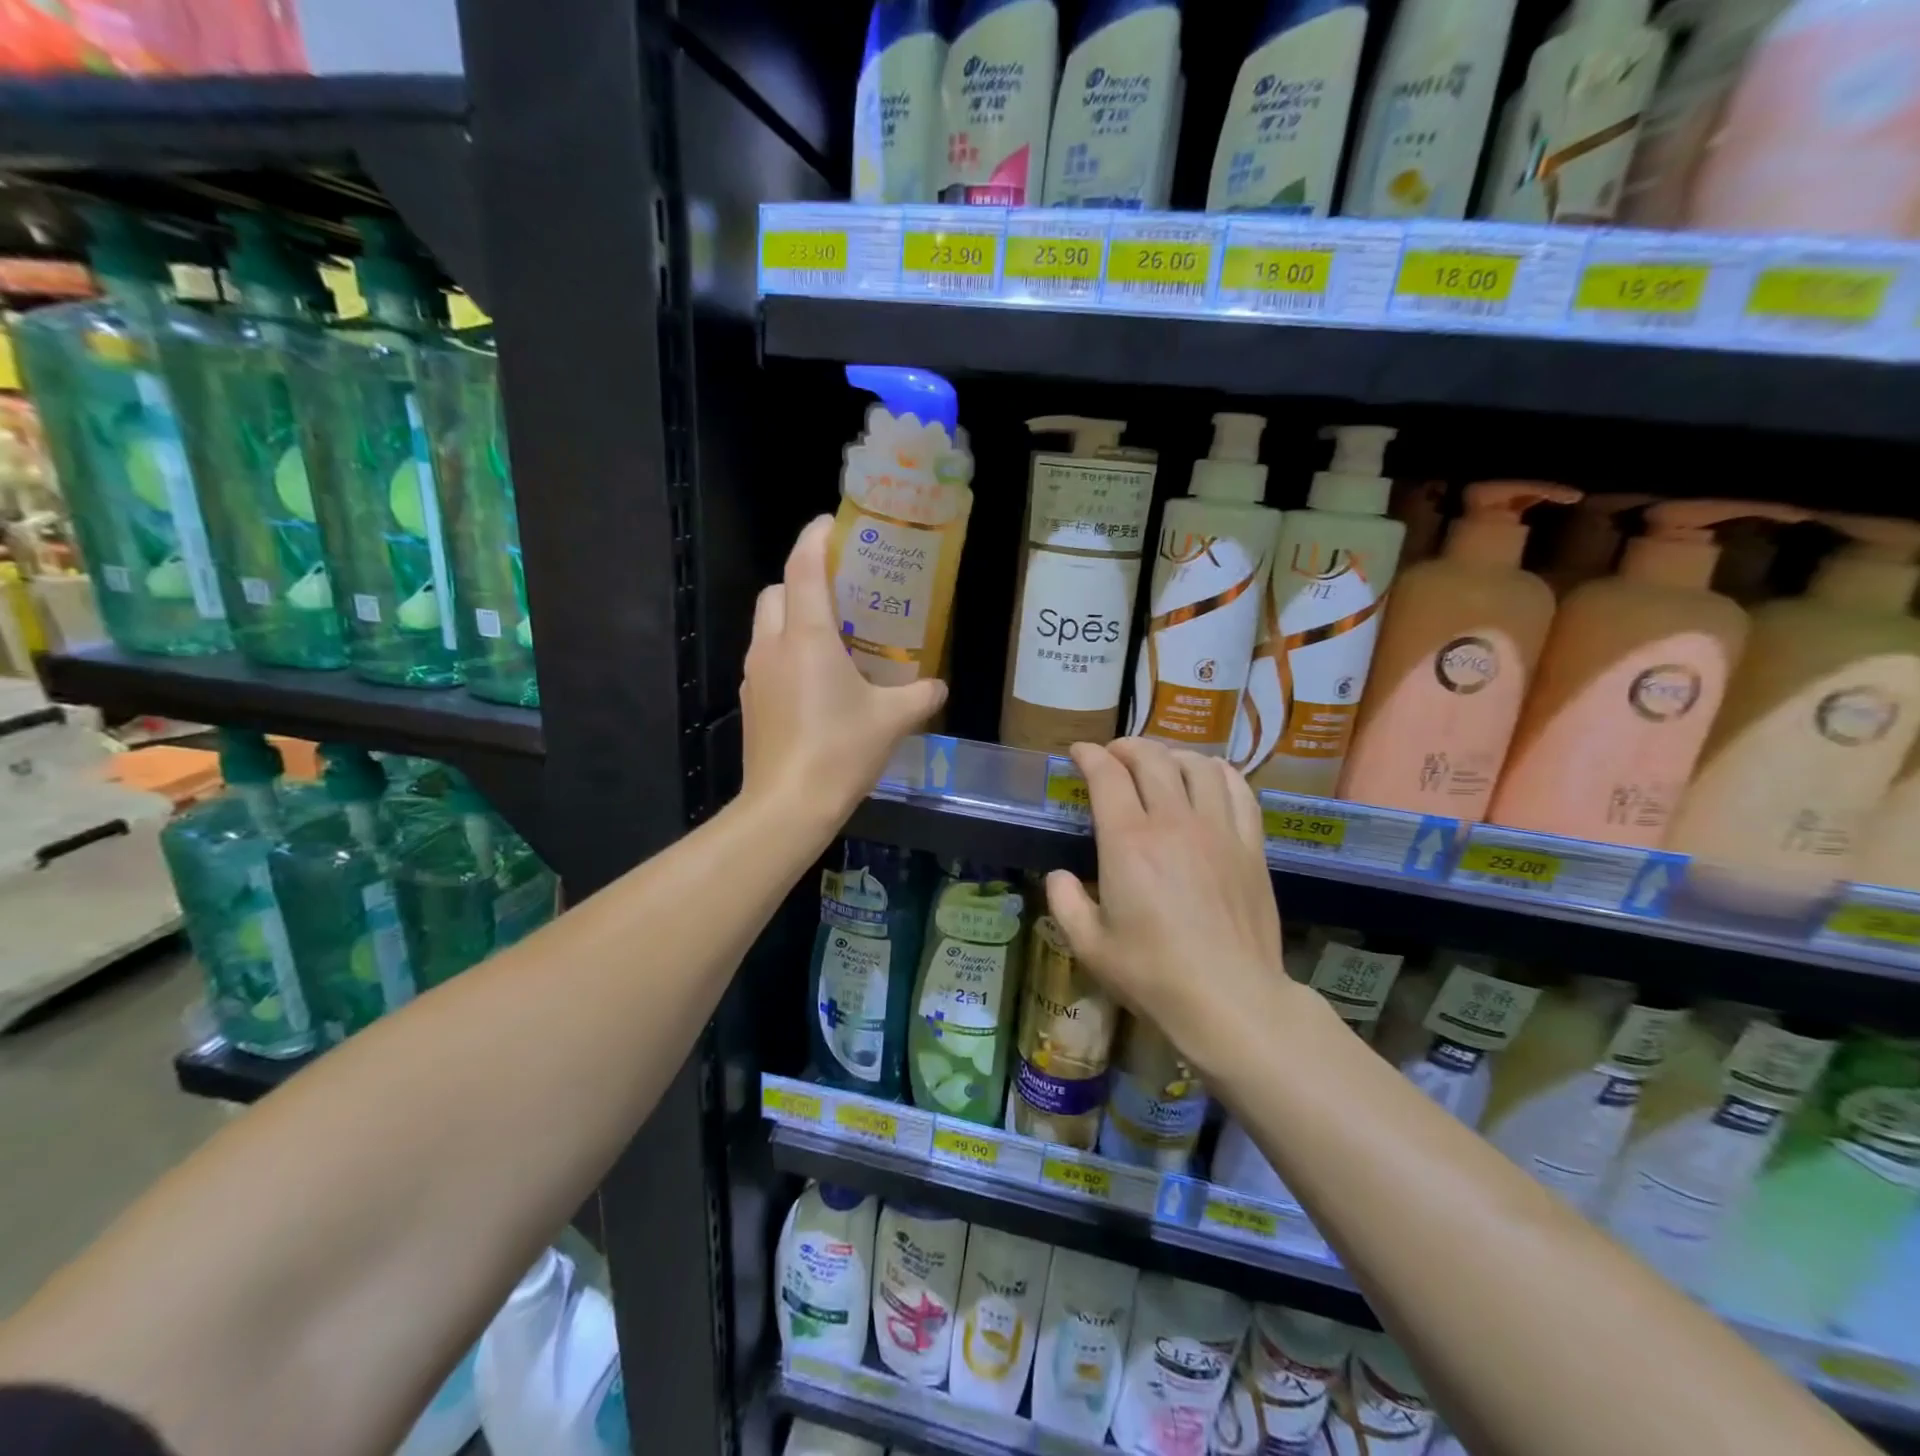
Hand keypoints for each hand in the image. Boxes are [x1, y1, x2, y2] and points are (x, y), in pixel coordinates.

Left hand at [740, 516, 946, 834]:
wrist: (787, 806)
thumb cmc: (840, 751)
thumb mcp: (892, 721)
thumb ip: (921, 695)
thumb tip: (938, 685)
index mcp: (806, 636)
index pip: (803, 565)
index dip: (816, 537)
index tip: (835, 525)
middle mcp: (773, 645)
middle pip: (779, 589)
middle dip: (805, 579)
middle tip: (843, 593)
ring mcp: (756, 674)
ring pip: (768, 624)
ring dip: (794, 616)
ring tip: (834, 636)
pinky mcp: (752, 701)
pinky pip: (767, 658)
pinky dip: (788, 651)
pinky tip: (817, 680)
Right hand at [1045, 739, 1287, 1080]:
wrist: (1230, 1001)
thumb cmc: (1153, 975)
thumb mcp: (1090, 946)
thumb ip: (1065, 903)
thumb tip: (1059, 876)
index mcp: (1128, 843)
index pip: (1107, 775)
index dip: (1089, 755)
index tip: (1079, 753)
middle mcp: (1173, 823)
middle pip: (1152, 758)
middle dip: (1127, 747)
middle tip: (1113, 755)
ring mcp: (1218, 830)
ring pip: (1197, 765)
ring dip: (1172, 754)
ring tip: (1160, 764)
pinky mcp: (1251, 845)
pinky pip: (1238, 789)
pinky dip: (1218, 773)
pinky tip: (1208, 779)